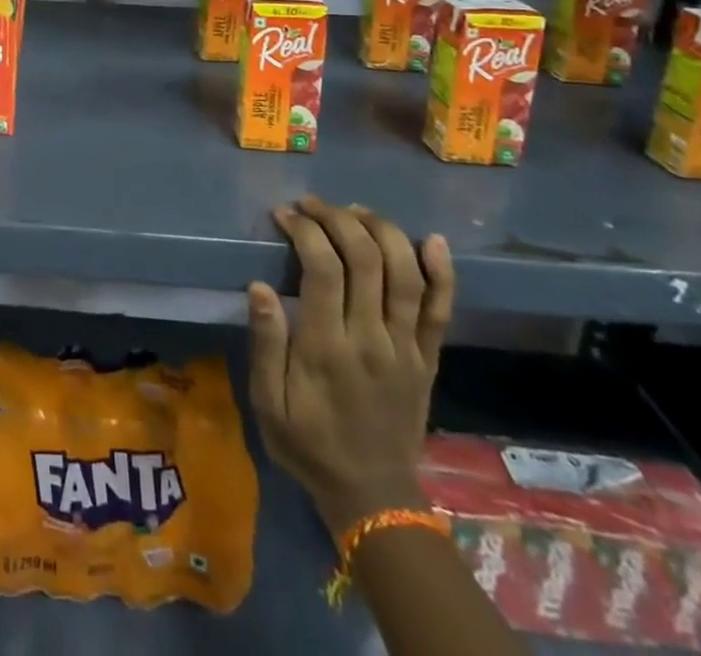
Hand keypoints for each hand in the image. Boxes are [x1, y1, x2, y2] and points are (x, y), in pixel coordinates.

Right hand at [247, 196, 454, 536]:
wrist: (373, 497)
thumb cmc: (308, 444)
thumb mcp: (268, 402)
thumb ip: (265, 344)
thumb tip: (258, 286)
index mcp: (328, 348)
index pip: (323, 269)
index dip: (305, 230)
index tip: (283, 215)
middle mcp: (373, 339)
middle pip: (366, 259)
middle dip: (337, 218)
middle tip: (311, 204)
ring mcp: (407, 348)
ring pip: (406, 274)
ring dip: (381, 231)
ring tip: (354, 210)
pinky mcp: (429, 358)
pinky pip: (442, 309)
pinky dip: (442, 272)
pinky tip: (431, 239)